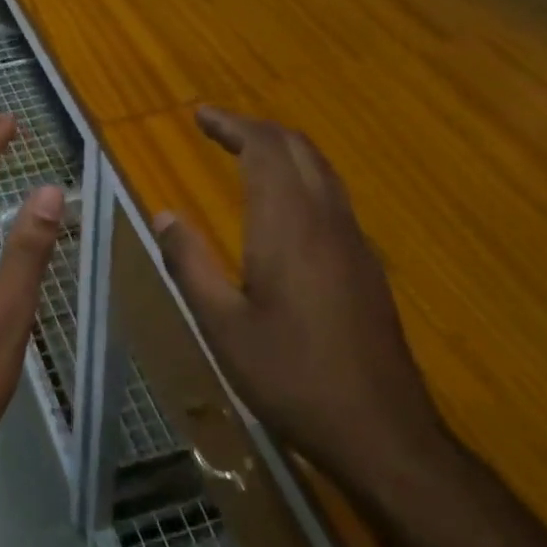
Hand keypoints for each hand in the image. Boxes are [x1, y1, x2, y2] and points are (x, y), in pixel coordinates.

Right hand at [153, 107, 445, 493]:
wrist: (382, 431)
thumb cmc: (291, 378)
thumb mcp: (222, 326)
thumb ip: (190, 264)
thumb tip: (163, 214)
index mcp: (289, 226)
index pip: (265, 149)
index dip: (232, 125)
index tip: (200, 116)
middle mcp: (327, 220)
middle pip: (298, 148)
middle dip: (256, 129)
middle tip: (217, 129)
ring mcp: (354, 241)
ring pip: (321, 170)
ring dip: (282, 150)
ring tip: (245, 154)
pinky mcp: (366, 265)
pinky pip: (332, 196)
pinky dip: (301, 177)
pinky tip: (282, 205)